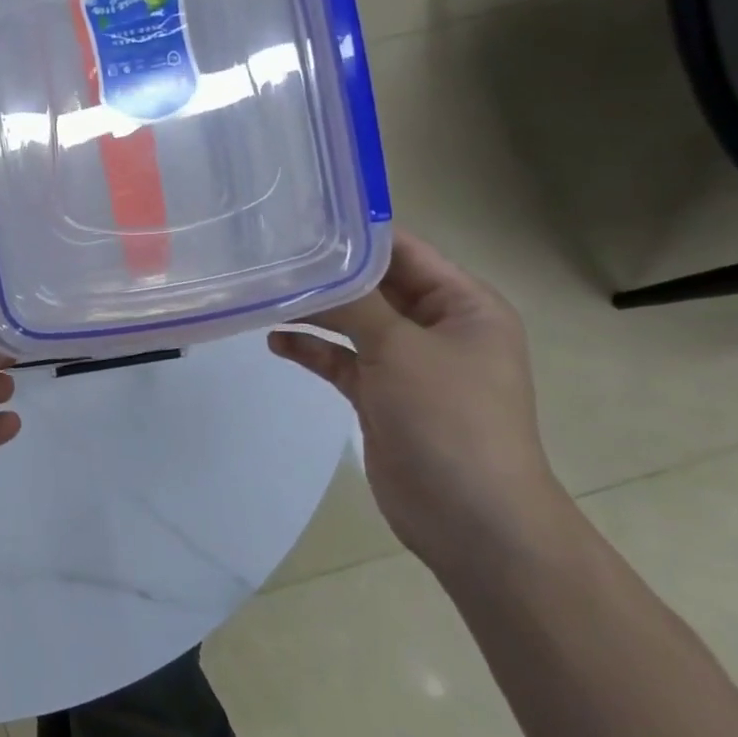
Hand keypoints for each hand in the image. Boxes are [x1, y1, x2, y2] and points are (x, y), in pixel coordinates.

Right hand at [268, 230, 570, 575]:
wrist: (472, 520)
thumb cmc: (449, 420)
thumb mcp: (401, 349)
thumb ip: (356, 302)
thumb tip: (316, 263)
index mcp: (463, 305)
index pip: (405, 252)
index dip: (356, 233)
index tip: (302, 216)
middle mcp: (438, 328)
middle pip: (375, 287)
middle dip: (327, 274)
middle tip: (271, 253)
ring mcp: (409, 365)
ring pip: (355, 324)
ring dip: (315, 312)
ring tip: (266, 294)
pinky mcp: (383, 397)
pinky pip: (343, 361)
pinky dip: (314, 350)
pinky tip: (277, 342)